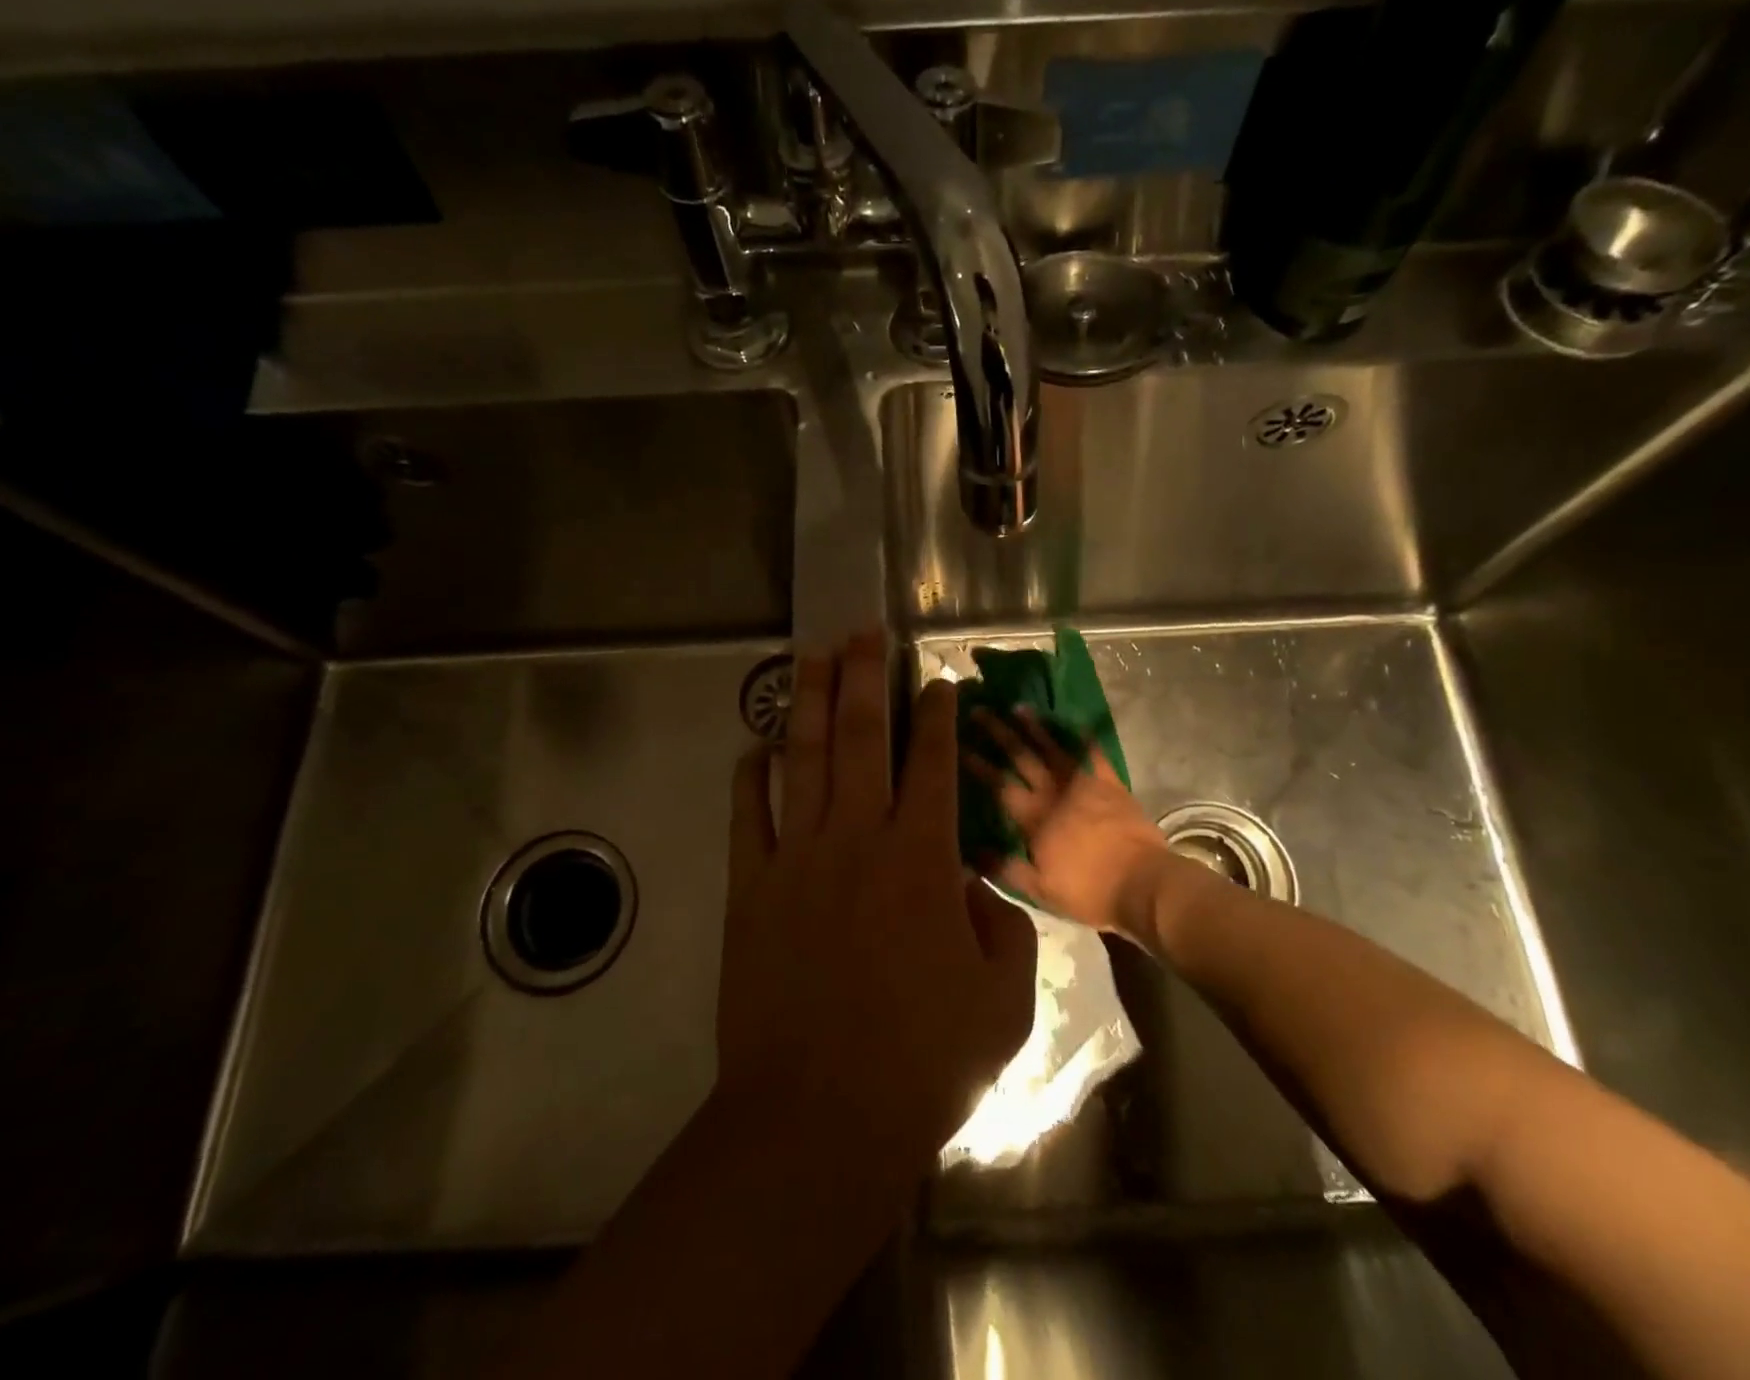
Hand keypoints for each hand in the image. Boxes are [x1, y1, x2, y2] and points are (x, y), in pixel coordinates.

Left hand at [718, 632, 1036, 1189]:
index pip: (935, 764)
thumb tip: (970, 885)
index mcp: (922, 860)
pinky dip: (749, 776)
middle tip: (863, 631)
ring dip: (806, 701)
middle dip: (864, 676)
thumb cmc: (923, 1063)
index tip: (939, 680)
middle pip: (860, 737)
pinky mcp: (749, 889)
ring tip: (810, 655)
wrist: (819, 1118)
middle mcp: (857, 840)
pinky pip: (747, 815)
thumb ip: (999, 928)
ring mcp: (795, 859)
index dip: (940, 713)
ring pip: (800, 759)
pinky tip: (753, 747)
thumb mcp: (1003, 1000)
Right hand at [965, 708, 1170, 935]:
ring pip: (1054, 749)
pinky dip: (1084, 738)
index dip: (977, 764)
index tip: (958, 745)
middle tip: (980, 712)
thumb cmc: (1089, 891)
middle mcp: (1054, 792)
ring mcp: (1085, 784)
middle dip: (998, 734)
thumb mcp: (1039, 890)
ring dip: (1035, 727)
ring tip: (1018, 707)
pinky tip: (1075, 724)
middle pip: (1021, 757)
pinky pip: (1094, 754)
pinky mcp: (1111, 784)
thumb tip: (968, 852)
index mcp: (1034, 818)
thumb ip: (1003, 868)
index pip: (998, 785)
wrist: (1143, 884)